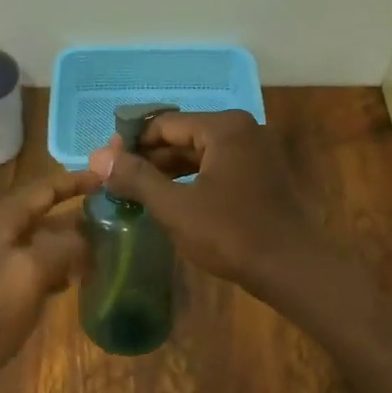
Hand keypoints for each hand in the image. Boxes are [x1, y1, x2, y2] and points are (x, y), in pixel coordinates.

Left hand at [0, 168, 97, 392]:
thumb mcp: (34, 272)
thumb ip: (65, 246)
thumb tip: (87, 237)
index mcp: (1, 216)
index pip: (46, 187)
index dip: (77, 181)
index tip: (108, 179)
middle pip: (42, 211)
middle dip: (76, 214)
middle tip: (113, 218)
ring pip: (38, 238)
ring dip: (67, 241)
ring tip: (102, 247)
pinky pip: (29, 260)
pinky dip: (52, 263)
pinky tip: (73, 279)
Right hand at [87, 110, 317, 294]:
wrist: (291, 268)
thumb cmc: (230, 233)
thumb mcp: (175, 207)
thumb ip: (136, 178)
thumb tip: (99, 157)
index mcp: (224, 127)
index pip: (165, 124)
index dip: (132, 143)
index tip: (107, 165)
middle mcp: (243, 129)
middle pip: (183, 136)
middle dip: (150, 158)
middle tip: (118, 182)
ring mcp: (257, 152)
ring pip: (200, 154)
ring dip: (170, 171)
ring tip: (138, 193)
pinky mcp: (262, 175)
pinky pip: (218, 167)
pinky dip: (193, 180)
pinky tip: (172, 200)